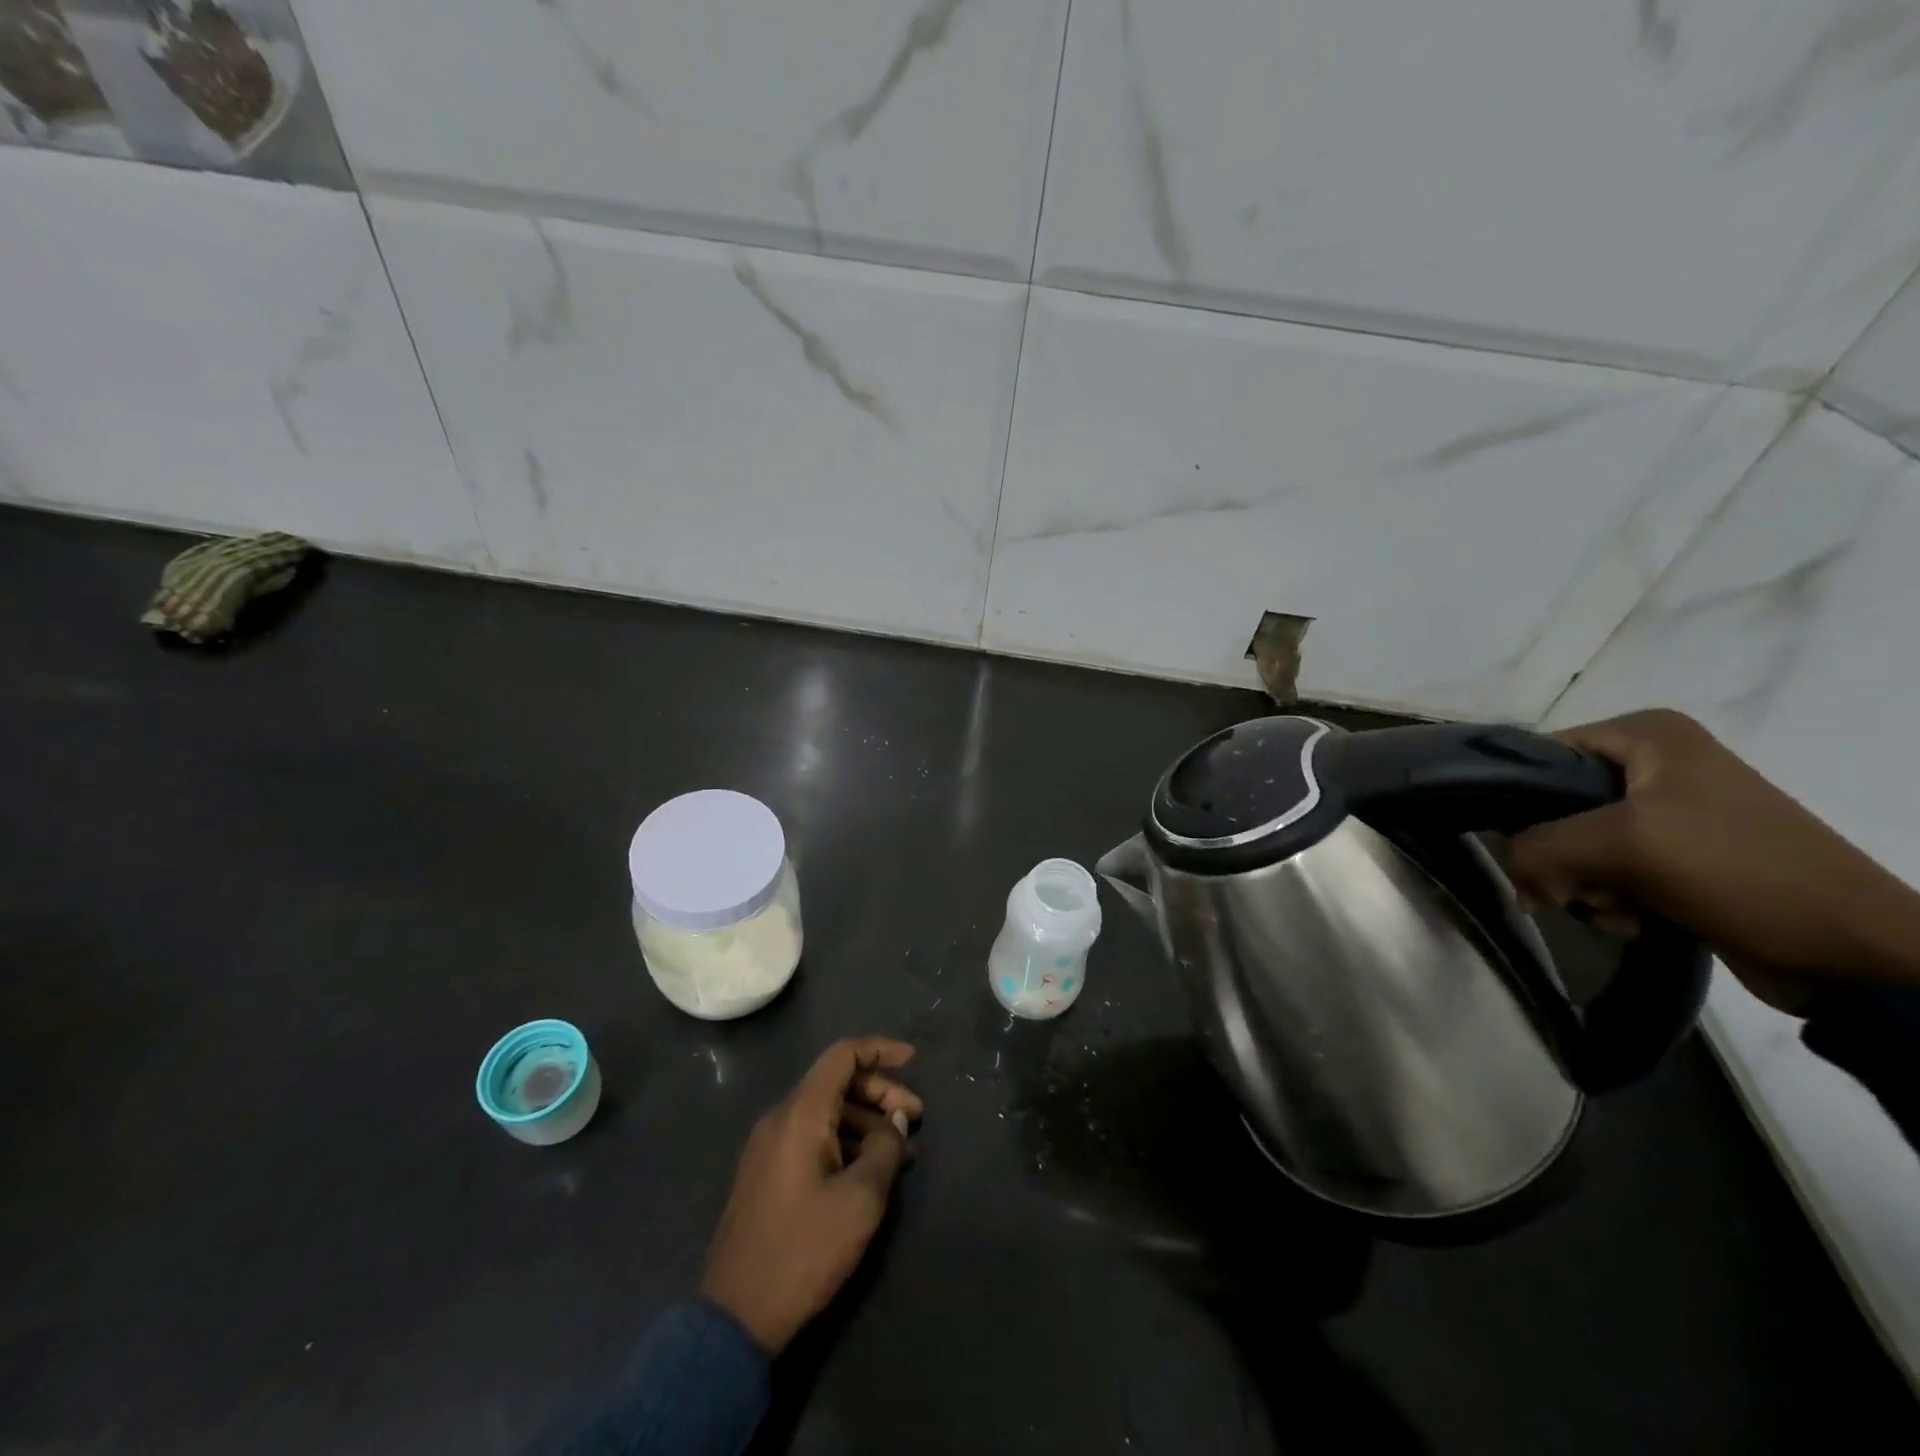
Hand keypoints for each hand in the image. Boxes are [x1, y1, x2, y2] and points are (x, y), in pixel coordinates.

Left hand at [700, 1038, 922, 1353]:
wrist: (736, 1316)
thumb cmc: (805, 1249)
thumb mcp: (861, 1199)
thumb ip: (885, 1149)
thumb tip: (893, 1123)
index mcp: (801, 1113)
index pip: (843, 1055)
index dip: (881, 1049)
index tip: (914, 1061)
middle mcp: (781, 1117)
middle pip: (837, 1082)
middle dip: (880, 1092)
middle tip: (915, 1119)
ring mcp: (769, 1146)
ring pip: (826, 1111)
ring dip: (866, 1121)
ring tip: (901, 1154)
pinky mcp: (766, 1173)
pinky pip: (812, 1136)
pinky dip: (845, 1140)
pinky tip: (869, 1171)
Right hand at [1507, 709, 1919, 1012]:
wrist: (1853, 950)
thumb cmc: (1737, 870)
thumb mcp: (1620, 844)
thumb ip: (1538, 847)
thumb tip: (1513, 874)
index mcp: (1647, 734)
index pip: (1540, 756)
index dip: (1519, 802)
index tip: (1520, 846)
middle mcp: (1656, 763)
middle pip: (1556, 808)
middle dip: (1559, 857)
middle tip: (1573, 890)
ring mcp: (1670, 811)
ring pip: (1578, 846)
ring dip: (1584, 886)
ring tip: (1616, 910)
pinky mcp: (1681, 857)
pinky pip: (1612, 872)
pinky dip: (1612, 901)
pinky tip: (1636, 920)